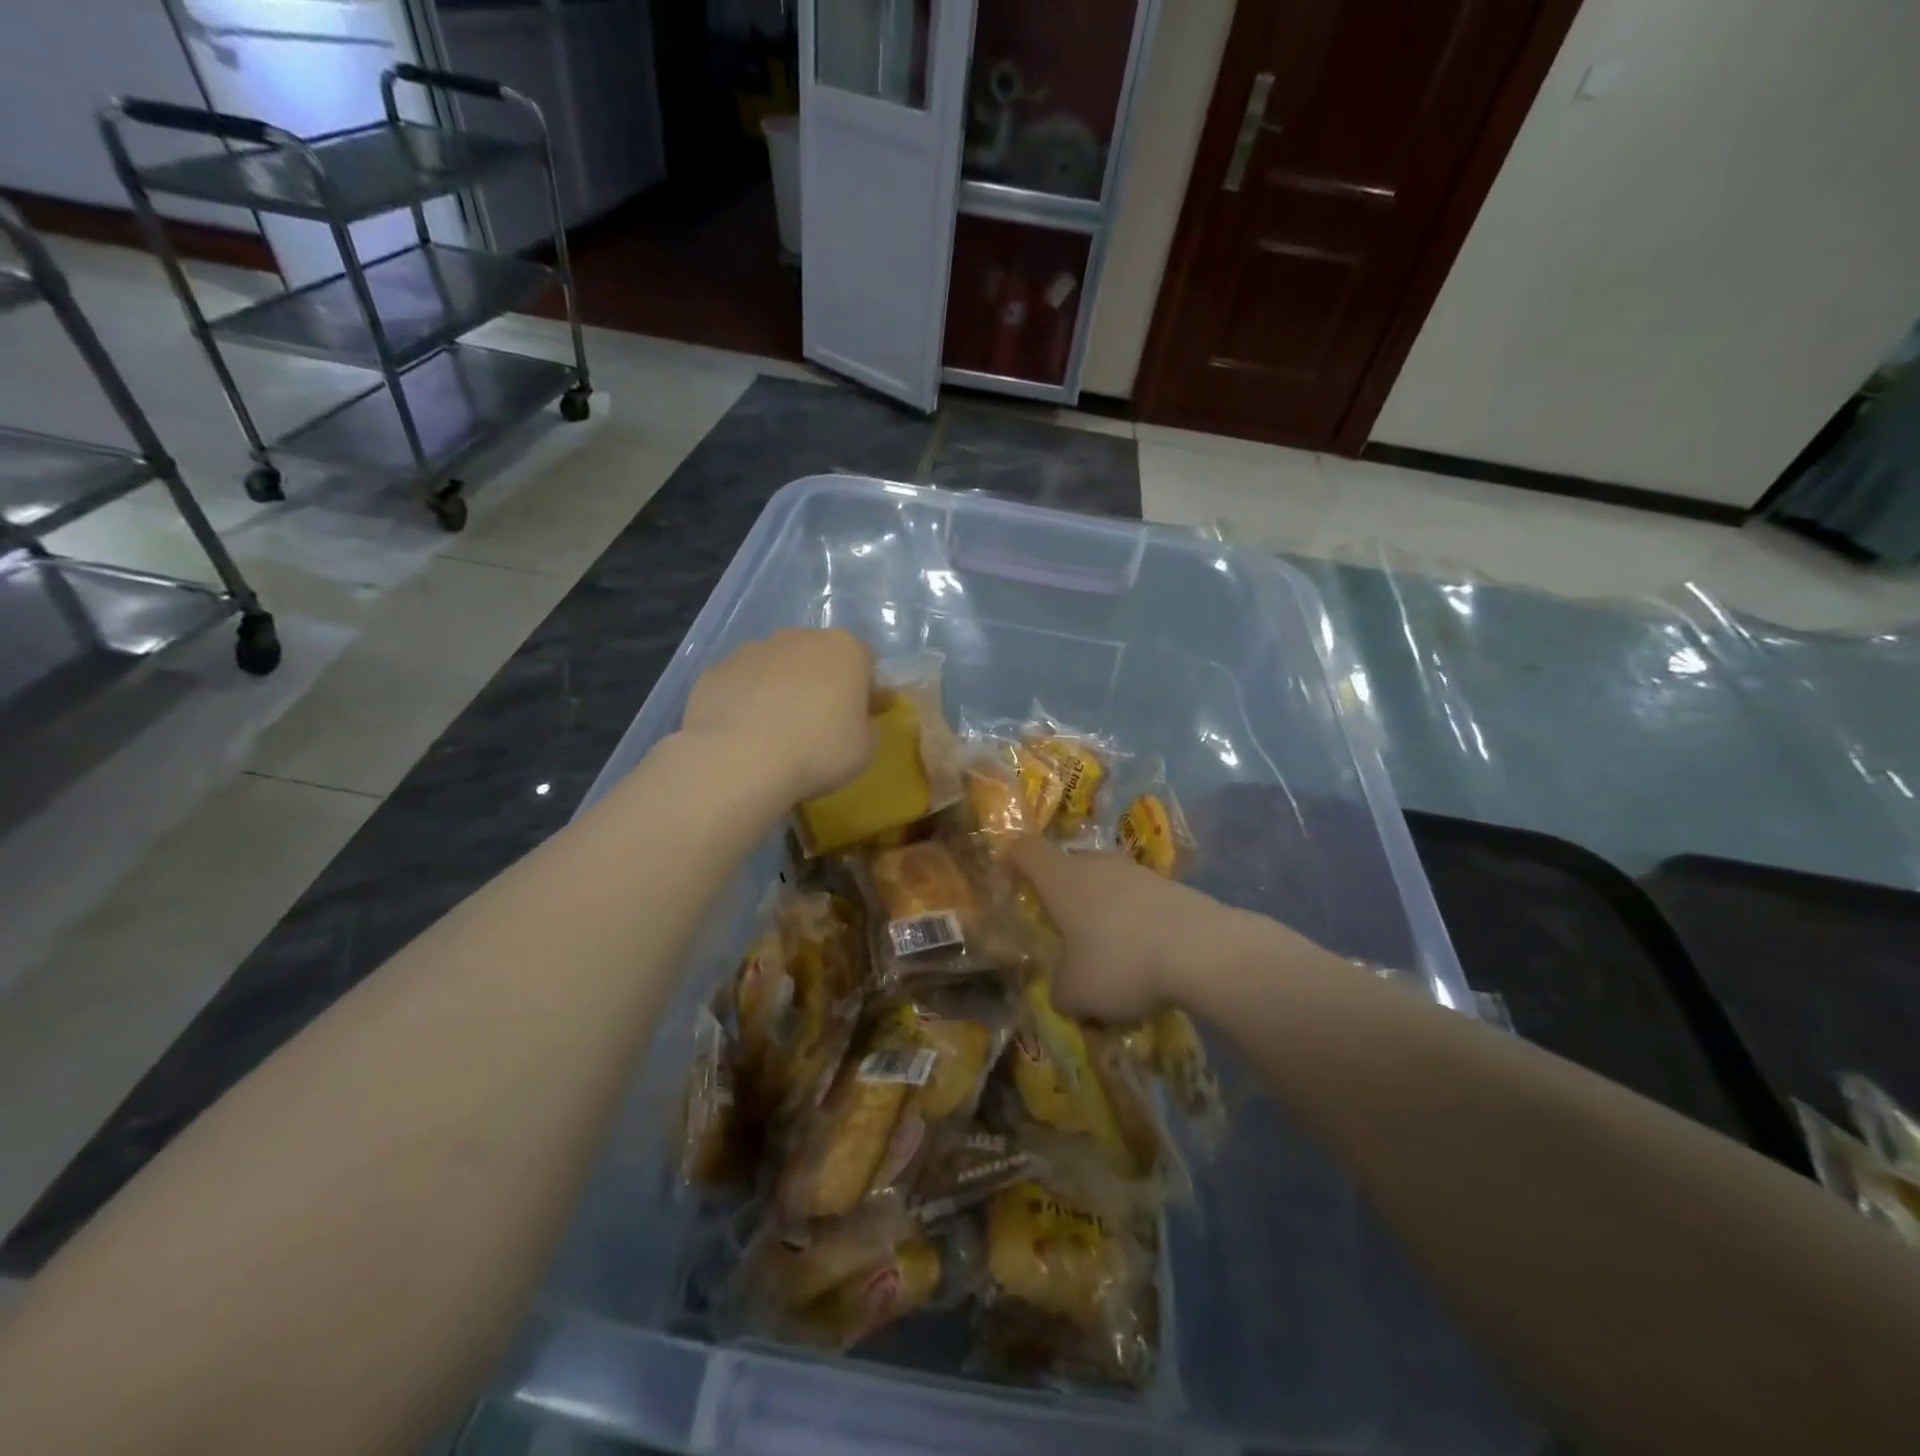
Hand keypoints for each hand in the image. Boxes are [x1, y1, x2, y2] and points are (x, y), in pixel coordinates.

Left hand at [682, 628, 875, 802]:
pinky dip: (745, 700)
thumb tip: (857, 719)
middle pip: (817, 655)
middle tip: (818, 724)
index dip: (864, 689)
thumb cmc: (818, 751)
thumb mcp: (865, 748)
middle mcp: (799, 637)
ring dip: (780, 688)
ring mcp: (753, 649)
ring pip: (775, 666)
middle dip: (820, 682)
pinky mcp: (716, 670)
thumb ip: (867, 725)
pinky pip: (741, 683)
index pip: (865, 660)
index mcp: (844, 650)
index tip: (860, 717)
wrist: (740, 760)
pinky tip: (743, 734)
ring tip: (775, 732)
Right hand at [1008, 836, 1232, 1022]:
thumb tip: (1065, 989)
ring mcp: (1136, 872)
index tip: (1010, 882)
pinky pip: (1137, 900)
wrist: (1204, 951)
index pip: (1025, 850)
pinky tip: (1145, 958)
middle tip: (1063, 933)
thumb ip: (1059, 990)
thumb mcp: (1074, 993)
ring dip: (1101, 912)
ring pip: (1105, 884)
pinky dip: (1134, 922)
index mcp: (1061, 879)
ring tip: (1109, 955)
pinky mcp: (1170, 886)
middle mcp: (1095, 865)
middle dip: (1062, 896)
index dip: (1012, 861)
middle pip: (1067, 867)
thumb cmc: (1121, 963)